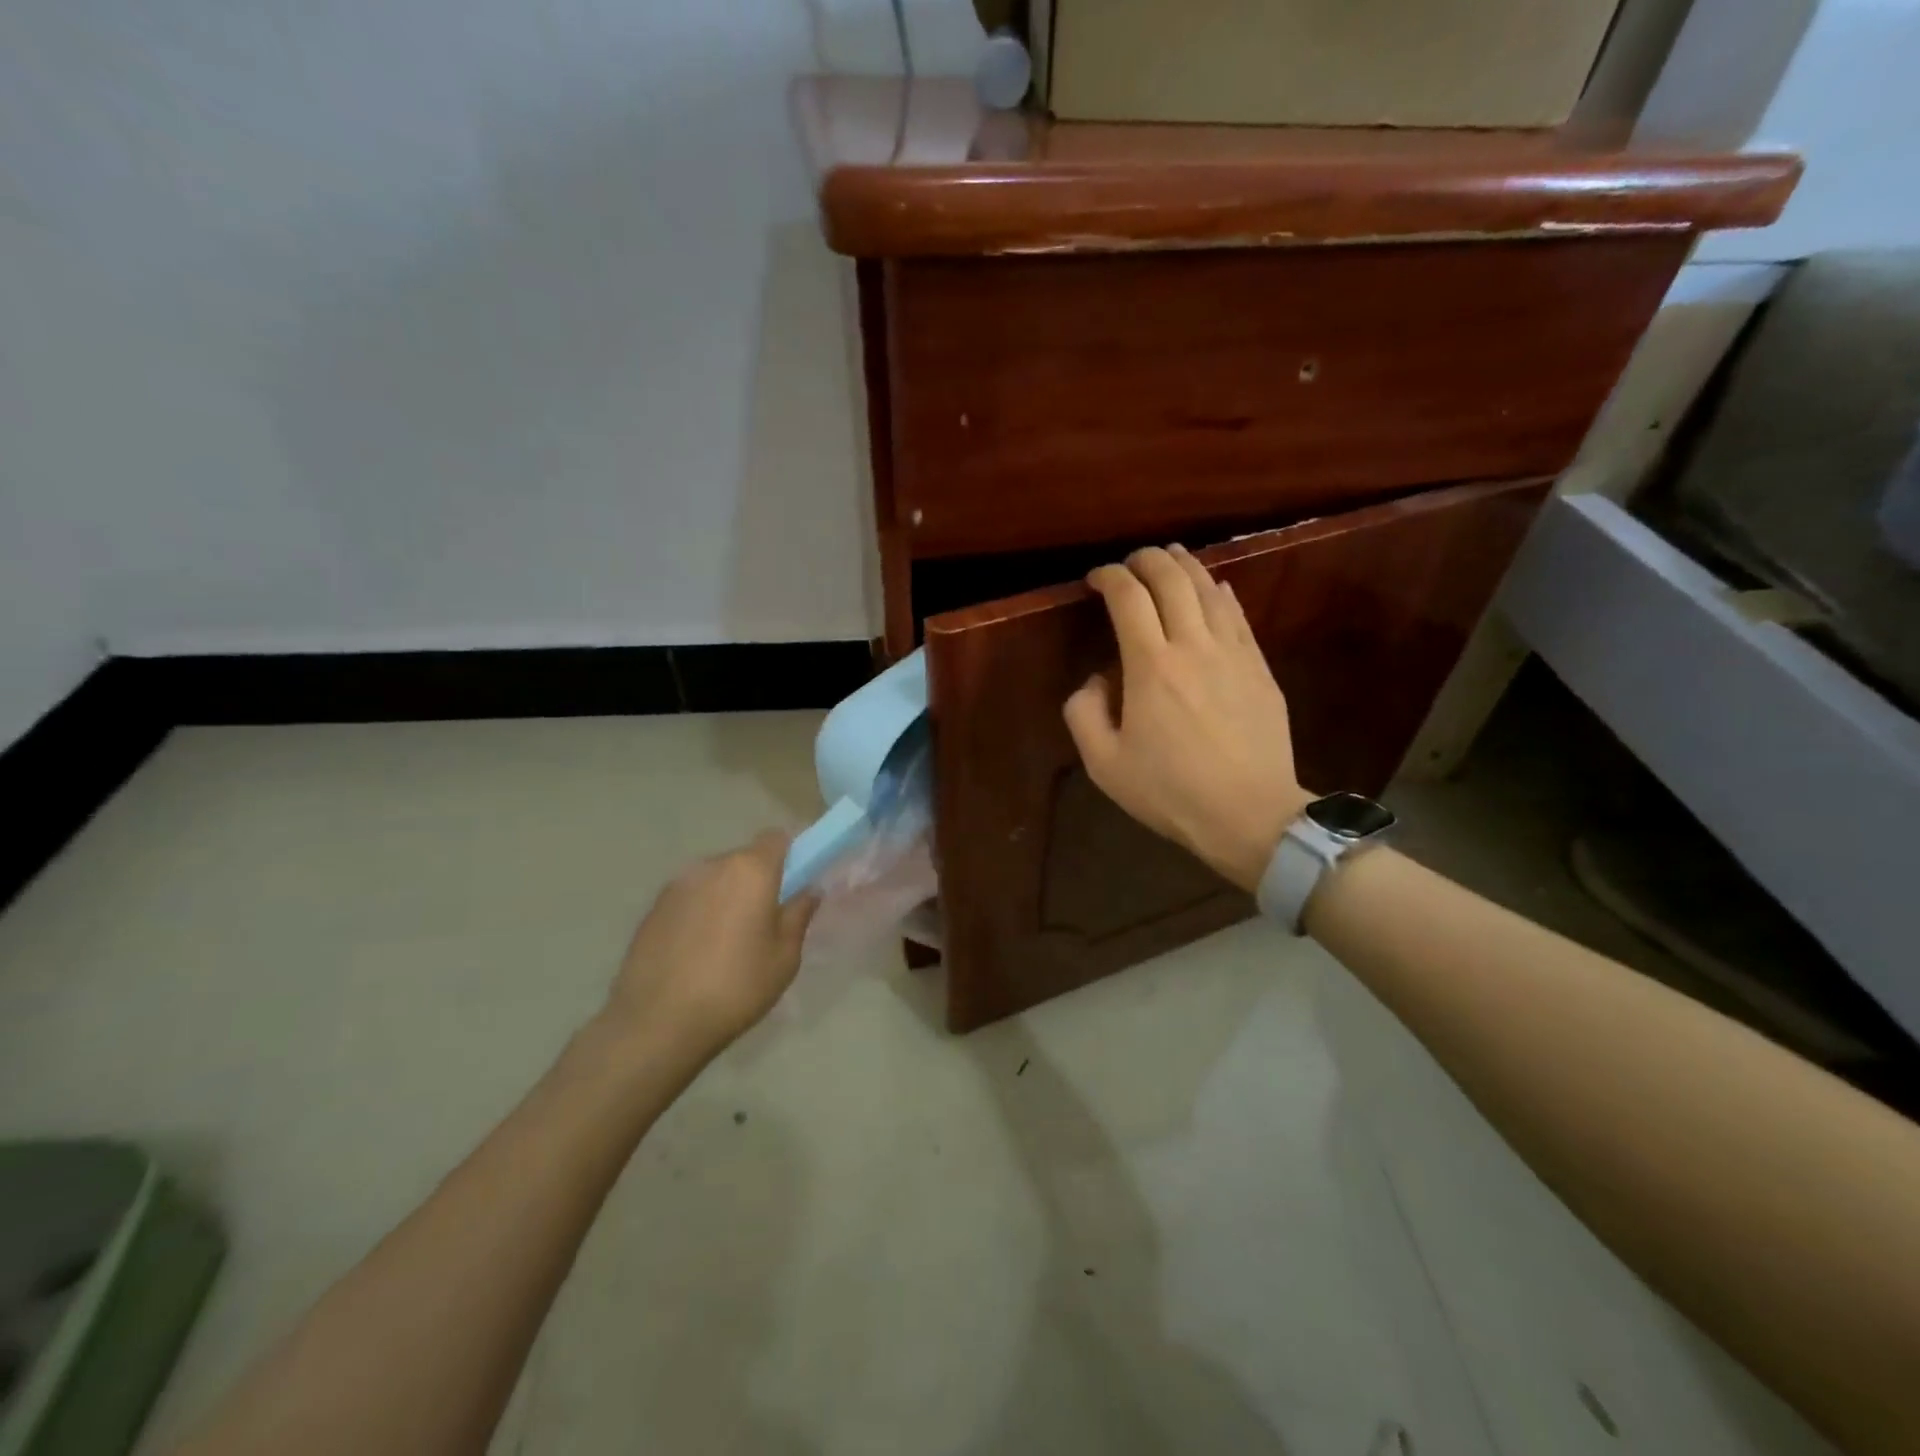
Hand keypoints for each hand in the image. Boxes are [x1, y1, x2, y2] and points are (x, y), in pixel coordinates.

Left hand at [598, 831, 816, 1068]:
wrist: (657, 1023)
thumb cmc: (735, 987)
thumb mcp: (784, 957)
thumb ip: (798, 915)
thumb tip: (809, 890)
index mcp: (750, 870)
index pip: (776, 838)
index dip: (789, 855)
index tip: (793, 885)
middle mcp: (712, 865)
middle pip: (744, 859)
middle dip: (757, 880)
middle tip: (763, 922)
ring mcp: (677, 884)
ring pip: (714, 878)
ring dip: (726, 896)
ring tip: (726, 942)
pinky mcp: (653, 907)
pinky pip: (689, 898)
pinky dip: (699, 913)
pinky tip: (696, 952)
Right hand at [1064, 545, 1310, 891]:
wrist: (1249, 814)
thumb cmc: (1170, 792)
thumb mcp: (1103, 764)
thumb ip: (1083, 712)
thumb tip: (1097, 680)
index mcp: (1150, 666)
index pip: (1128, 597)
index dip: (1109, 577)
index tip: (1096, 579)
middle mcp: (1193, 646)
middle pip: (1172, 579)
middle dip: (1147, 560)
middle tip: (1130, 562)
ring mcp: (1233, 653)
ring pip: (1209, 589)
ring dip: (1185, 566)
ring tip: (1170, 557)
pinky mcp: (1259, 668)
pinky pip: (1238, 615)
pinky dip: (1220, 593)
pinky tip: (1215, 587)